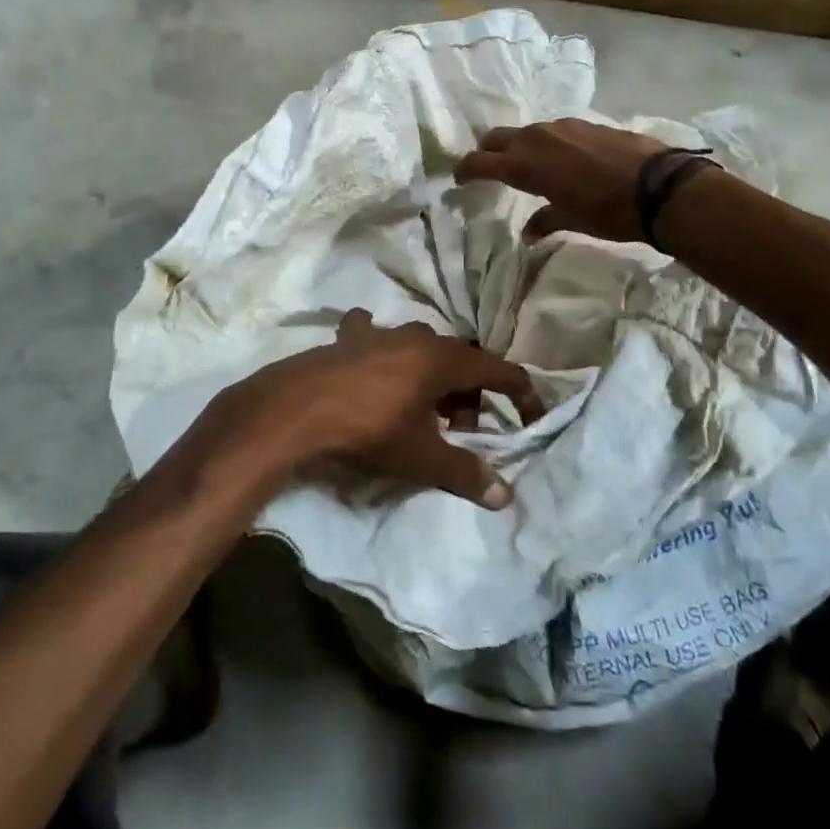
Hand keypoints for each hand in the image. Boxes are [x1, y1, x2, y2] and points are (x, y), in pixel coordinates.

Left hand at [210, 310, 542, 508]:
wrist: (297, 409)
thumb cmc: (369, 430)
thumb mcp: (422, 457)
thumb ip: (466, 473)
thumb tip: (506, 495)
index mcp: (443, 360)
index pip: (498, 370)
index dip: (521, 393)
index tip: (532, 416)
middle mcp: (417, 337)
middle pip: (460, 361)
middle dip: (471, 394)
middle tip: (466, 431)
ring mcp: (380, 334)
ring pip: (421, 350)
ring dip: (432, 377)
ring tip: (425, 411)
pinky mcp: (348, 339)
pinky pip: (374, 337)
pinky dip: (383, 350)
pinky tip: (375, 363)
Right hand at [455, 119, 673, 243]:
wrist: (661, 186)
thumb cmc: (610, 211)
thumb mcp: (573, 220)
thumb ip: (545, 221)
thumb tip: (528, 234)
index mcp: (525, 165)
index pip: (480, 162)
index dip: (465, 170)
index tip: (458, 178)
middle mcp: (537, 139)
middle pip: (497, 138)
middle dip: (487, 152)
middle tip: (486, 168)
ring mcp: (562, 127)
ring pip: (526, 132)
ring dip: (518, 146)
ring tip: (525, 164)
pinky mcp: (584, 123)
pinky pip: (552, 131)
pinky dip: (545, 143)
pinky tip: (560, 158)